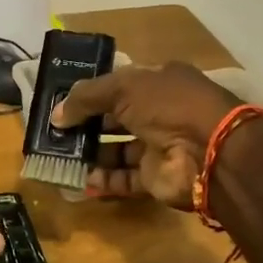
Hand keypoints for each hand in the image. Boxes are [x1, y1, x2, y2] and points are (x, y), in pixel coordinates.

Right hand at [49, 63, 239, 208]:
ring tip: (58, 156)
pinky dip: (101, 179)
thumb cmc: (168, 105)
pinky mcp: (155, 177)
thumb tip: (56, 116)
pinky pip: (122, 178)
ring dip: (88, 153)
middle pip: (113, 119)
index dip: (90, 93)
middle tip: (53, 133)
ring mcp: (157, 146)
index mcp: (157, 82)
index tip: (60, 103)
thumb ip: (86, 98)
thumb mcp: (123, 88)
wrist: (209, 151)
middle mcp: (158, 112)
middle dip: (84, 126)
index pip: (117, 85)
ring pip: (116, 150)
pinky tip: (77, 178)